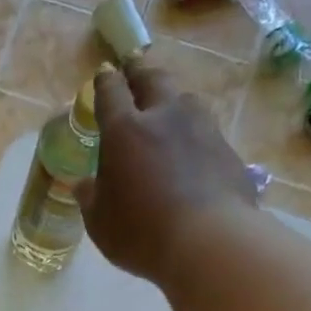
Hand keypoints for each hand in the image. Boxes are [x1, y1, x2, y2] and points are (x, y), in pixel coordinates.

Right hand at [81, 60, 265, 282]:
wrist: (208, 242)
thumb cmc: (140, 232)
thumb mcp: (100, 222)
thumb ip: (90, 198)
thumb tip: (83, 184)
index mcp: (124, 130)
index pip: (111, 92)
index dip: (105, 81)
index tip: (104, 74)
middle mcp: (164, 117)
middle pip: (153, 79)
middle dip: (140, 71)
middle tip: (134, 68)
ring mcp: (201, 129)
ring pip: (185, 100)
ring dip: (172, 100)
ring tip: (167, 109)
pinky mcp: (227, 149)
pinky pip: (205, 131)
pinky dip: (194, 134)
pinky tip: (191, 149)